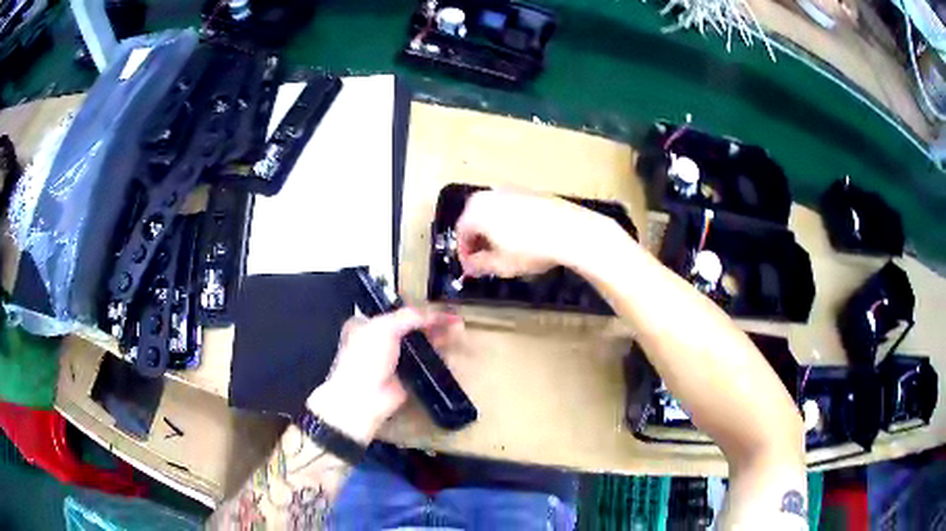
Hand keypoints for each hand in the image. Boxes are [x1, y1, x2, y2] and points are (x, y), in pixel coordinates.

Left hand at [305, 308, 461, 443]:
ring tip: (457, 330)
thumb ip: (409, 316)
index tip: (438, 305)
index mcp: (366, 324)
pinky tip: (451, 351)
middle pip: (410, 327)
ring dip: (437, 338)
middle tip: (453, 319)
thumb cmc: (366, 358)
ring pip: (419, 344)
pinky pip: (424, 363)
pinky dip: (437, 358)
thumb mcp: (384, 327)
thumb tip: (434, 313)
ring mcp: (393, 360)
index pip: (396, 310)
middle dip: (432, 322)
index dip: (417, 307)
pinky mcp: (405, 376)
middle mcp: (379, 340)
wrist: (364, 398)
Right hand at [455, 190, 608, 277]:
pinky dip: (509, 221)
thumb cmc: (529, 249)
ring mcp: (510, 190)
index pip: (461, 232)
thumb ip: (480, 265)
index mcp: (475, 211)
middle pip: (475, 218)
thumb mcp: (501, 265)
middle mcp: (489, 195)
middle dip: (478, 239)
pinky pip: (511, 207)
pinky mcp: (530, 192)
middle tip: (485, 258)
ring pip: (493, 212)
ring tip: (504, 249)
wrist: (569, 230)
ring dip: (493, 230)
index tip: (471, 267)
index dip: (464, 252)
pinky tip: (522, 237)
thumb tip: (470, 267)